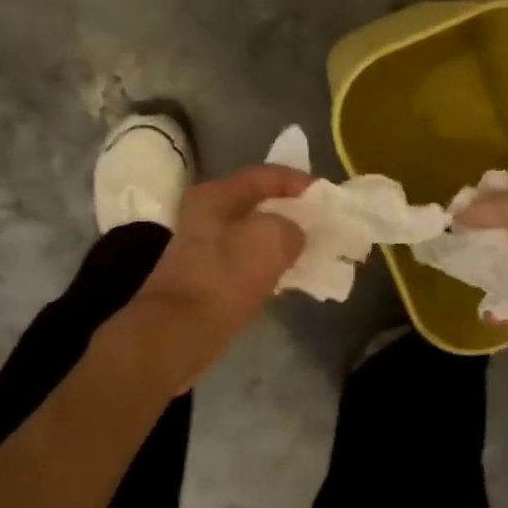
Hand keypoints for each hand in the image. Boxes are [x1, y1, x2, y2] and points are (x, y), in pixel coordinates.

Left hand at [130, 164, 310, 383]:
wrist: (179, 332)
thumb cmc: (225, 275)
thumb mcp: (272, 239)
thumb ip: (293, 228)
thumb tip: (293, 236)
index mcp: (216, 195)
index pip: (267, 175)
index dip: (300, 182)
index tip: (328, 196)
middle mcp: (206, 215)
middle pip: (260, 204)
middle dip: (293, 213)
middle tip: (323, 223)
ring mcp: (205, 247)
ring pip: (255, 235)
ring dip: (283, 241)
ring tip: (313, 250)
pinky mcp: (208, 277)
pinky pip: (248, 262)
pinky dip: (270, 265)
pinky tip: (289, 277)